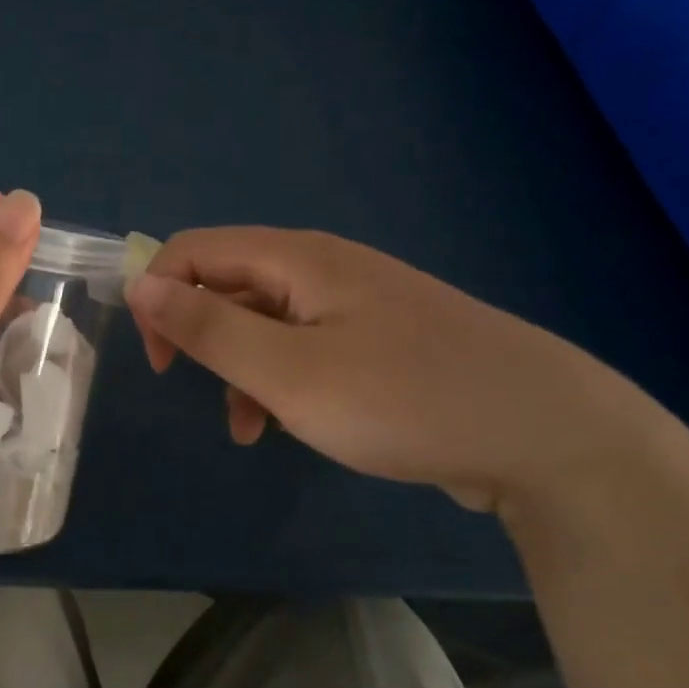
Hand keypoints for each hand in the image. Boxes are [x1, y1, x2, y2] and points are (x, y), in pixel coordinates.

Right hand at [126, 227, 652, 510]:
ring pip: (264, 322)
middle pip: (229, 283)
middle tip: (196, 387)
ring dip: (238, 366)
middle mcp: (323, 269)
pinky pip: (304, 347)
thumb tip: (140, 283)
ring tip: (248, 425)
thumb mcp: (287, 371)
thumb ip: (207, 327)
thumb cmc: (404, 399)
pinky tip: (289, 425)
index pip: (194, 250)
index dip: (159, 296)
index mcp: (298, 259)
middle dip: (199, 334)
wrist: (548, 437)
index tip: (162, 361)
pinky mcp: (381, 341)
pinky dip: (280, 381)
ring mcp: (357, 305)